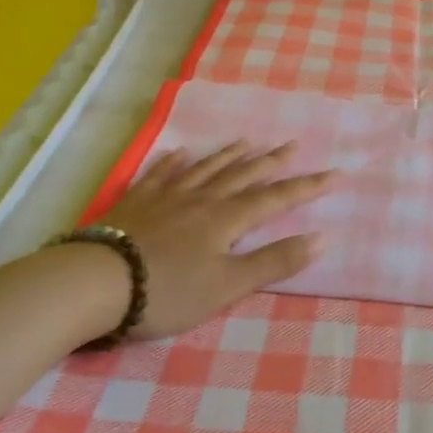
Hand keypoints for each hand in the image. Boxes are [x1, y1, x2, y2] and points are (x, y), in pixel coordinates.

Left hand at [98, 141, 335, 339]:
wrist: (98, 281)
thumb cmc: (168, 290)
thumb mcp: (227, 286)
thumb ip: (273, 262)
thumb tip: (321, 238)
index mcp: (227, 219)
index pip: (276, 199)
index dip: (306, 187)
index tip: (334, 173)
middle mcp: (201, 199)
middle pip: (243, 175)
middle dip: (272, 162)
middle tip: (293, 145)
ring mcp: (167, 196)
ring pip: (205, 169)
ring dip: (229, 155)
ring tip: (247, 141)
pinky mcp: (137, 202)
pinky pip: (161, 174)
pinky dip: (174, 162)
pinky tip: (180, 153)